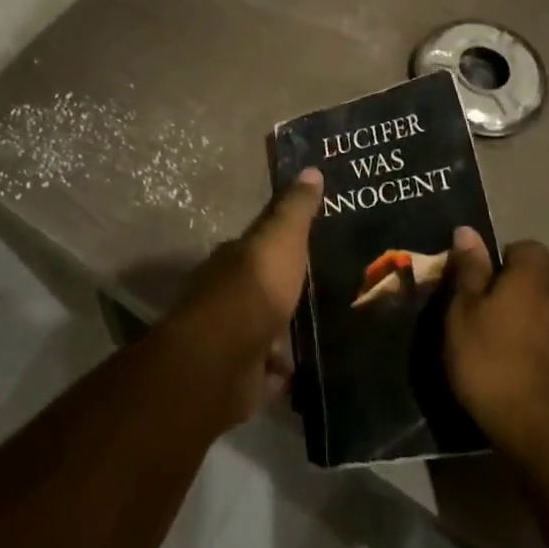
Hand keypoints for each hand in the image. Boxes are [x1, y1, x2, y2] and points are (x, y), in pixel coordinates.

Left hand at [156, 170, 322, 429]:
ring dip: (286, 331)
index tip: (313, 240)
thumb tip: (312, 169)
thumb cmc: (253, 289)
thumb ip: (295, 209)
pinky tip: (310, 368)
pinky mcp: (240, 377)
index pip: (261, 241)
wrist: (220, 362)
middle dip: (287, 287)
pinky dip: (284, 370)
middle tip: (328, 287)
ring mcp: (232, 337)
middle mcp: (228, 293)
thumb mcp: (281, 239)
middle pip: (263, 285)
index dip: (285, 238)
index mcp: (236, 257)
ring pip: (265, 328)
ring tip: (327, 330)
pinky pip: (269, 371)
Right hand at [444, 232, 548, 460]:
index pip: (527, 247)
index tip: (481, 278)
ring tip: (495, 342)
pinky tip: (513, 369)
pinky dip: (534, 347)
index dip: (504, 256)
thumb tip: (468, 230)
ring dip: (524, 319)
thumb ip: (469, 270)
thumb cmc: (490, 360)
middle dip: (513, 288)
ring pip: (544, 312)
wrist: (538, 431)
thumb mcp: (464, 310)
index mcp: (531, 278)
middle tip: (481, 310)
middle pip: (536, 280)